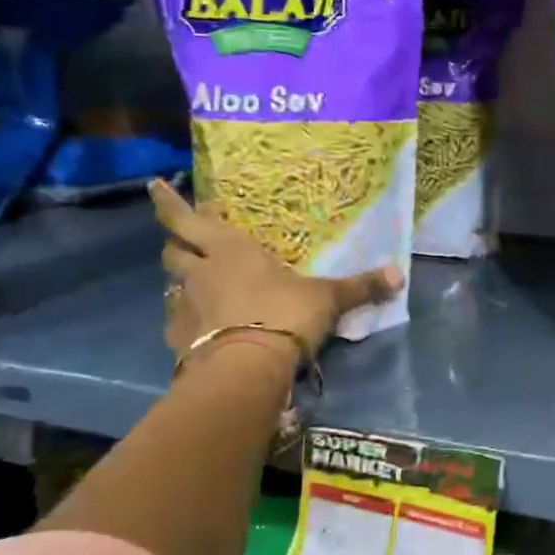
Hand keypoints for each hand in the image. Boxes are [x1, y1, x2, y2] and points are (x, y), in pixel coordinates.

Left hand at [152, 179, 402, 362]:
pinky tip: (202, 328)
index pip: (187, 219)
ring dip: (182, 282)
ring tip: (199, 287)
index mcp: (229, 251)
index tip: (155, 185)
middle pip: (173, 251)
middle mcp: (200, 273)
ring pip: (172, 285)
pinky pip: (178, 323)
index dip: (170, 202)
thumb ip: (359, 287)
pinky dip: (187, 322)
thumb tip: (399, 274)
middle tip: (188, 242)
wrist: (246, 369)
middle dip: (178, 244)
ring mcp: (185, 308)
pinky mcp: (179, 341)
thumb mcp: (327, 299)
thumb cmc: (283, 315)